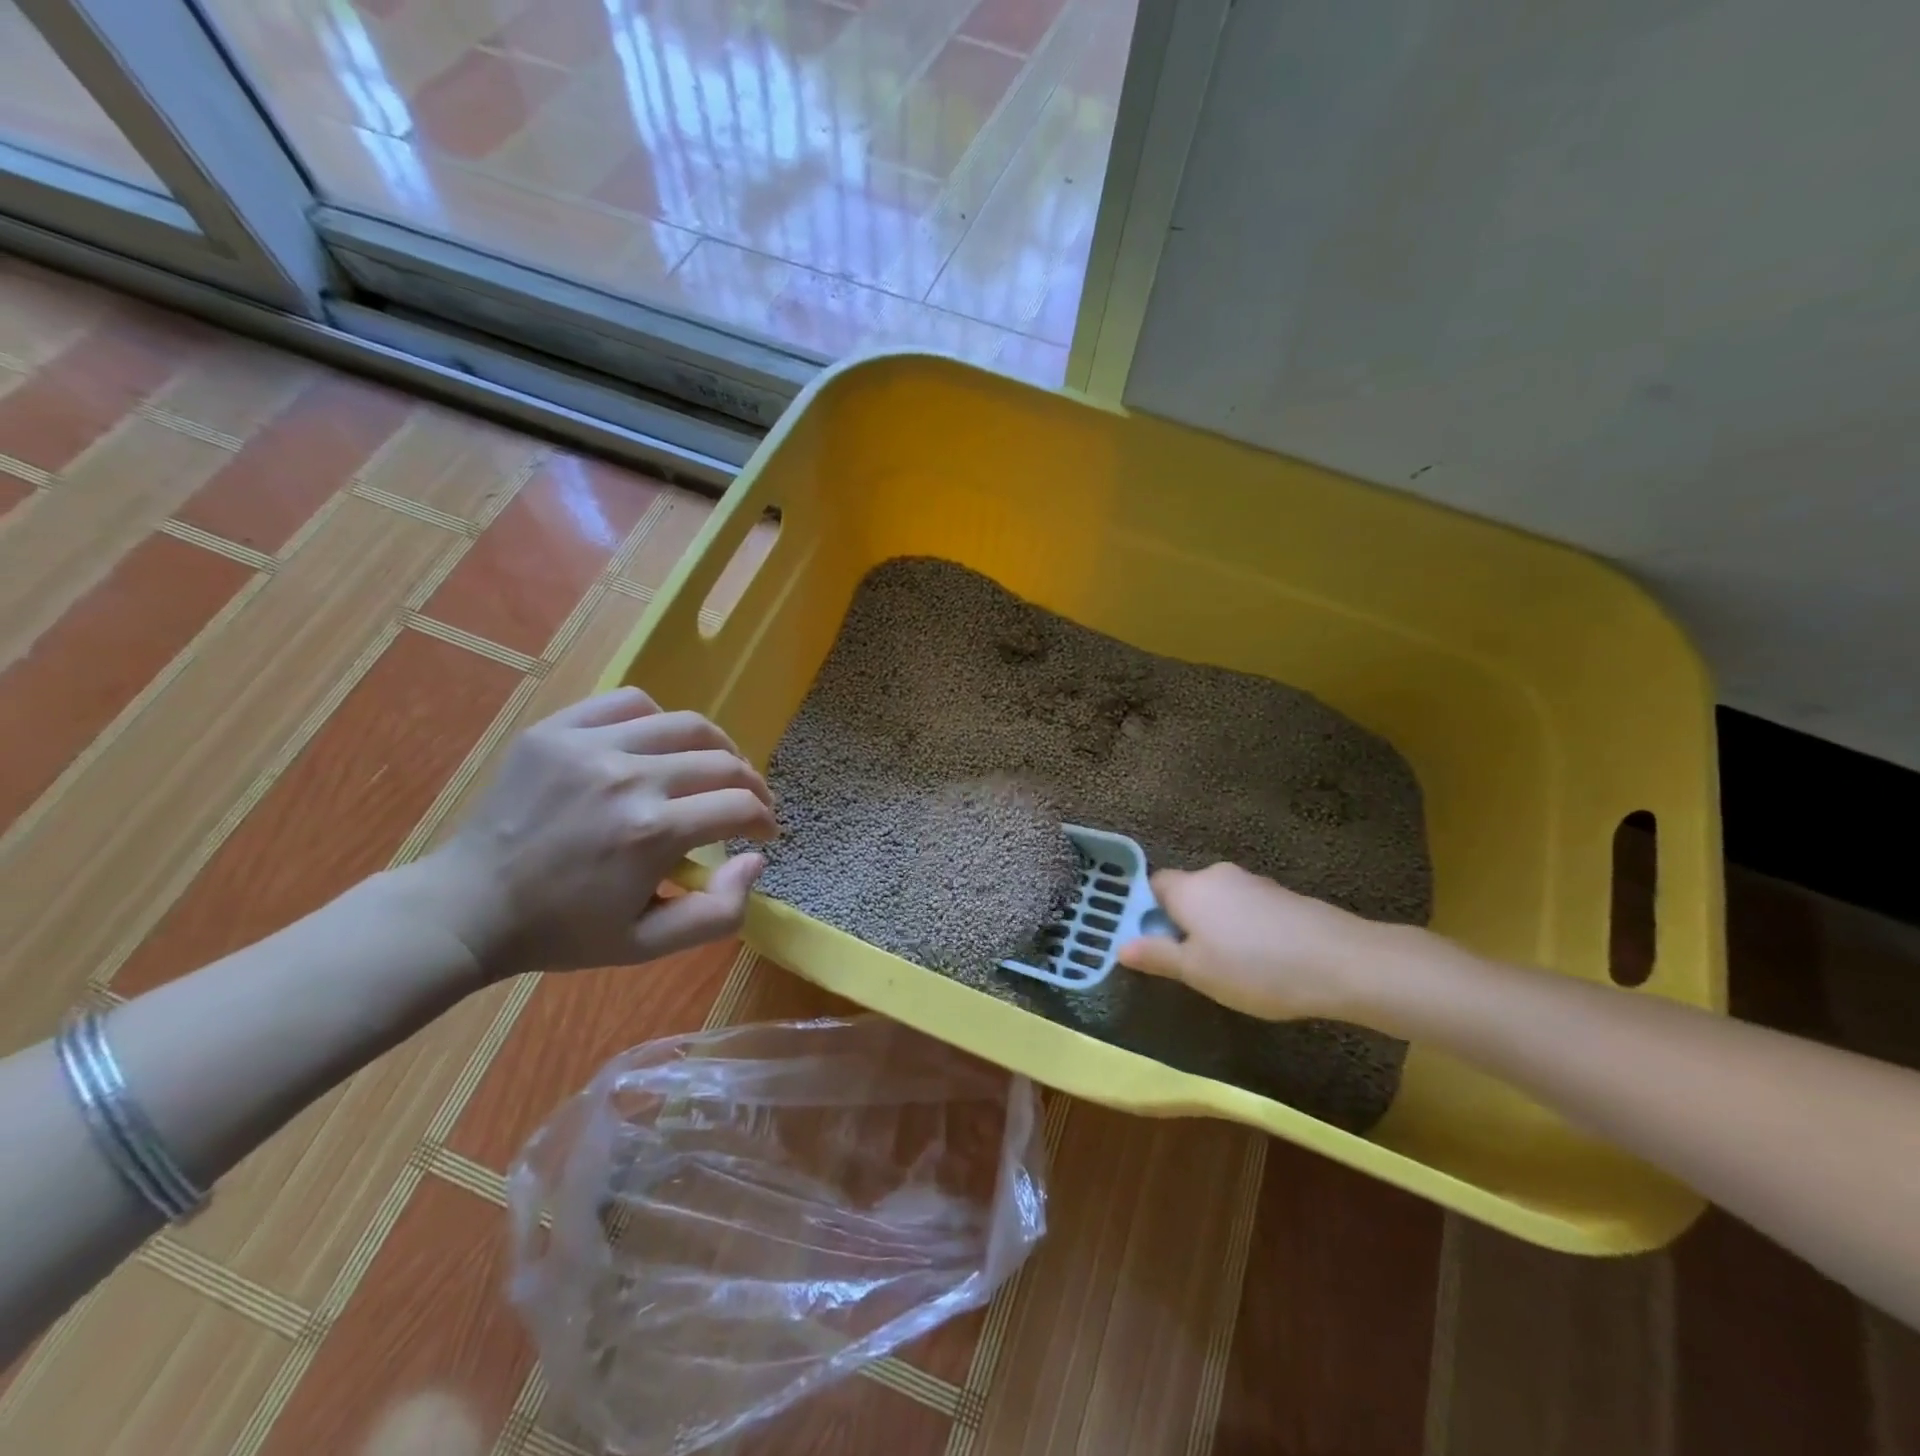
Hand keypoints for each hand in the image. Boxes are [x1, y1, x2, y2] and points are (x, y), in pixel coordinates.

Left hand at [423, 688, 777, 978]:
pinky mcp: (558, 730)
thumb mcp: (648, 945)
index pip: (740, 806)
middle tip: (748, 803)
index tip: (763, 833)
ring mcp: (591, 746)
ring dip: (716, 747)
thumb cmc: (563, 931)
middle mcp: (630, 778)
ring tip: (714, 767)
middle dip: (750, 784)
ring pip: (686, 723)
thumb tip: (755, 860)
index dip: (765, 820)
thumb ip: (718, 912)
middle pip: (723, 761)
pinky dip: (658, 720)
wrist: (468, 907)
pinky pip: (629, 703)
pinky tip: (656, 746)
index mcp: (653, 833)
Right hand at [1117, 862, 1412, 1023]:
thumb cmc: (1256, 968)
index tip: (1150, 944)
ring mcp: (1254, 883)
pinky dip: (1243, 929)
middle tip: (1186, 963)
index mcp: (1190, 888)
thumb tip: (1120, 946)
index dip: (1145, 912)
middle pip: (1186, 893)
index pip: (1152, 885)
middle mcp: (1217, 875)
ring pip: (1217, 902)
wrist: (1341, 962)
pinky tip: (1260, 960)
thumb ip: (1157, 955)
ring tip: (1226, 967)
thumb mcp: (1197, 972)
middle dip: (1180, 922)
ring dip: (1214, 927)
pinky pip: (1246, 909)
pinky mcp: (1282, 896)